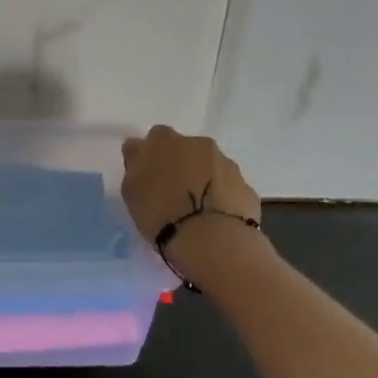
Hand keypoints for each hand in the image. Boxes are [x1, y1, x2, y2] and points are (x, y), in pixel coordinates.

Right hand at [120, 126, 259, 247]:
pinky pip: (228, 187)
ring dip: (202, 180)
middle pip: (185, 149)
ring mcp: (226, 164)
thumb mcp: (131, 189)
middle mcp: (198, 144)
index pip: (155, 137)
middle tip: (171, 193)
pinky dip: (220, 197)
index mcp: (165, 141)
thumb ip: (135, 164)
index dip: (151, 155)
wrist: (213, 241)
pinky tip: (214, 219)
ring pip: (209, 166)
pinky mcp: (246, 187)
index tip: (148, 176)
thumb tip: (140, 150)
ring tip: (196, 210)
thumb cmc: (161, 213)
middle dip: (179, 164)